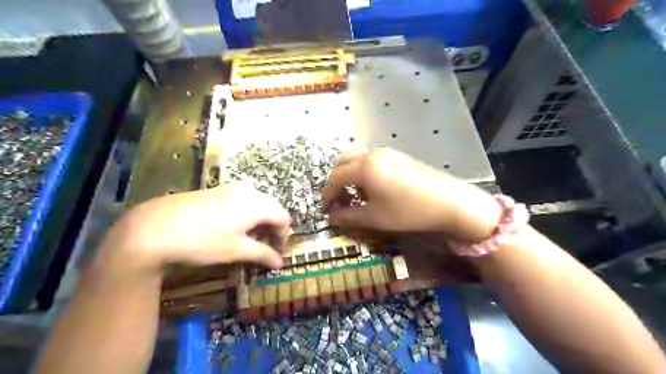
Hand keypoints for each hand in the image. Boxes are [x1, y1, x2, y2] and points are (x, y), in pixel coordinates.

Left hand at [98, 185, 289, 274]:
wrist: (154, 228)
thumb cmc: (203, 241)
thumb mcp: (236, 250)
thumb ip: (263, 255)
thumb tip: (280, 263)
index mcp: (257, 204)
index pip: (283, 218)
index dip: (284, 237)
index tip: (276, 253)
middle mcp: (248, 191)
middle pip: (272, 208)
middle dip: (272, 229)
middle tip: (264, 247)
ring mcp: (230, 188)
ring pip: (257, 203)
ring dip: (260, 221)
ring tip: (248, 239)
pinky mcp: (216, 190)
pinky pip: (242, 200)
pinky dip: (246, 215)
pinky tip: (232, 228)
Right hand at [321, 148, 499, 243]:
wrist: (448, 201)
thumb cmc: (408, 211)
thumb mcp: (375, 217)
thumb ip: (348, 217)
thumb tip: (330, 218)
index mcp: (364, 168)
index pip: (334, 178)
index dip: (327, 194)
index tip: (326, 210)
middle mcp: (372, 154)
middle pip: (342, 161)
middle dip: (335, 180)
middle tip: (339, 200)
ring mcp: (386, 152)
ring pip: (356, 158)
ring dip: (349, 174)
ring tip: (355, 194)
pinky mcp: (397, 155)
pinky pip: (371, 159)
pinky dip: (363, 170)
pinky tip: (372, 187)